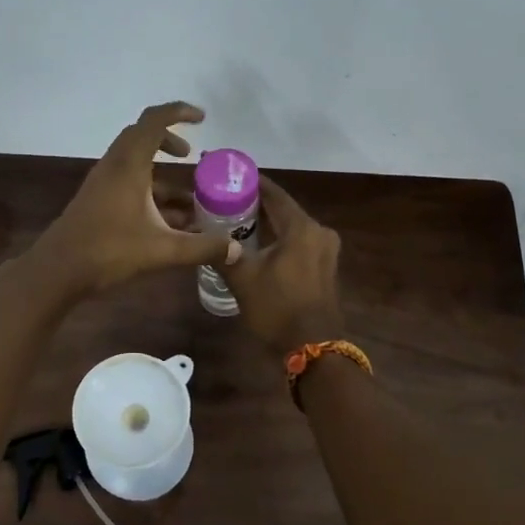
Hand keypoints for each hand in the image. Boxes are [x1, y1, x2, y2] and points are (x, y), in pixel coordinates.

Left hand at [27, 101, 238, 298]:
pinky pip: (126, 181)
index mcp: (129, 166)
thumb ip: (201, 248)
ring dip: (159, 171)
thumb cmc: (109, 251)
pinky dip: (148, 189)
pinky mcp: (96, 199)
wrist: (57, 271)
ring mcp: (102, 182)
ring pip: (133, 162)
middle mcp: (114, 166)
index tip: (201, 118)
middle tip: (190, 156)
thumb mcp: (162, 251)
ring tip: (186, 198)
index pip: (154, 121)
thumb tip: (235, 248)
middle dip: (169, 140)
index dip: (178, 112)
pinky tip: (166, 220)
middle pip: (141, 136)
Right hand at [219, 177, 344, 353]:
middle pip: (283, 209)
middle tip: (225, 199)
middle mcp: (319, 232)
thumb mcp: (243, 280)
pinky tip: (258, 244)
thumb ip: (222, 253)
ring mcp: (326, 250)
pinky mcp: (326, 267)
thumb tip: (198, 235)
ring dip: (268, 222)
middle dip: (256, 204)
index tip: (229, 175)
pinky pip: (299, 242)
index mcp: (302, 228)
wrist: (313, 348)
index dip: (251, 182)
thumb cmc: (277, 308)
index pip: (274, 193)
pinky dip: (280, 238)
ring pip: (291, 227)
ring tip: (237, 220)